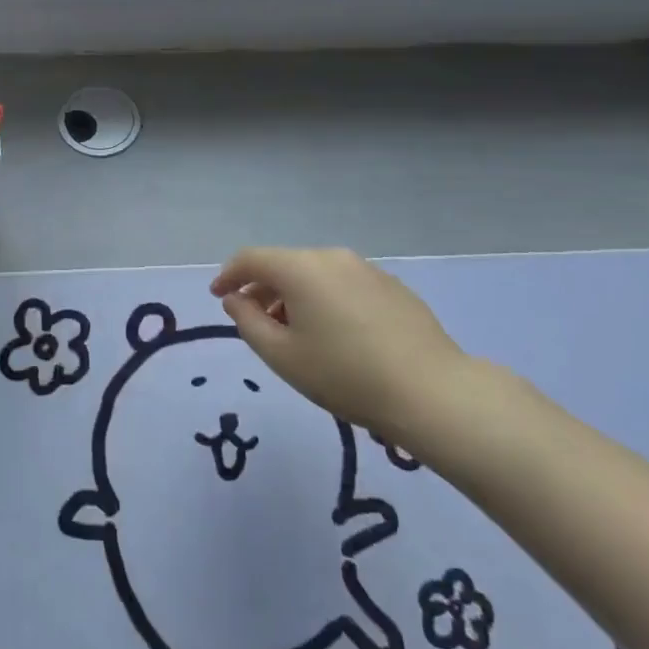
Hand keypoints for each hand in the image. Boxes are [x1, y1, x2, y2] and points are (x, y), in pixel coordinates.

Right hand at [210, 247, 509, 449]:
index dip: (228, 275)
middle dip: (262, 288)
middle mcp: (332, 257)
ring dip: (294, 295)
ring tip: (293, 332)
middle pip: (284, 264)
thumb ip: (248, 322)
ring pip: (315, 273)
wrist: (430, 391)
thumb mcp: (281, 356)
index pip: (251, 259)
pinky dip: (324, 299)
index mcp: (301, 268)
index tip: (218, 297)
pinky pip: (343, 284)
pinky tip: (334, 334)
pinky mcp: (392, 286)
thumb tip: (236, 299)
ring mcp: (366, 269)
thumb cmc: (344, 375)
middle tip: (253, 320)